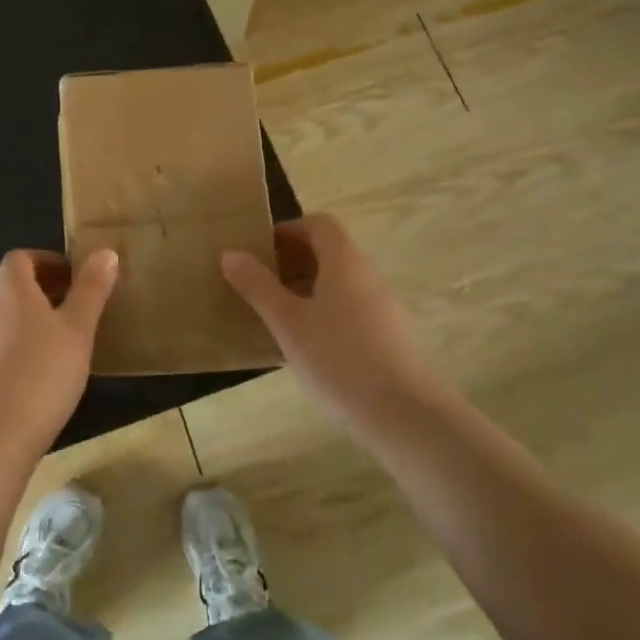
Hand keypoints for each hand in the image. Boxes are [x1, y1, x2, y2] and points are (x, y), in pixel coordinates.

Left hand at [0, 248, 119, 456]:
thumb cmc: (42, 371)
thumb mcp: (77, 328)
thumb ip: (91, 290)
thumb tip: (105, 252)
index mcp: (14, 294)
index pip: (18, 259)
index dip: (45, 259)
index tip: (74, 275)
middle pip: (16, 290)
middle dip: (48, 292)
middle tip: (82, 308)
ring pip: (14, 322)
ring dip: (40, 323)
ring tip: (73, 344)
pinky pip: (9, 351)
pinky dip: (30, 351)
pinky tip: (52, 377)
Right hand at [221, 215, 438, 421]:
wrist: (408, 416)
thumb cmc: (340, 359)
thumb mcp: (287, 323)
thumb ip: (257, 286)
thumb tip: (231, 253)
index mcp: (344, 261)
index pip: (318, 224)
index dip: (287, 230)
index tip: (259, 250)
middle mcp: (368, 274)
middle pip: (330, 251)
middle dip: (292, 260)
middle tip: (260, 284)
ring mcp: (385, 306)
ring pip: (341, 282)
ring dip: (307, 288)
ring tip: (278, 316)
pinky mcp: (392, 336)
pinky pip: (352, 308)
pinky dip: (326, 312)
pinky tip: (309, 346)